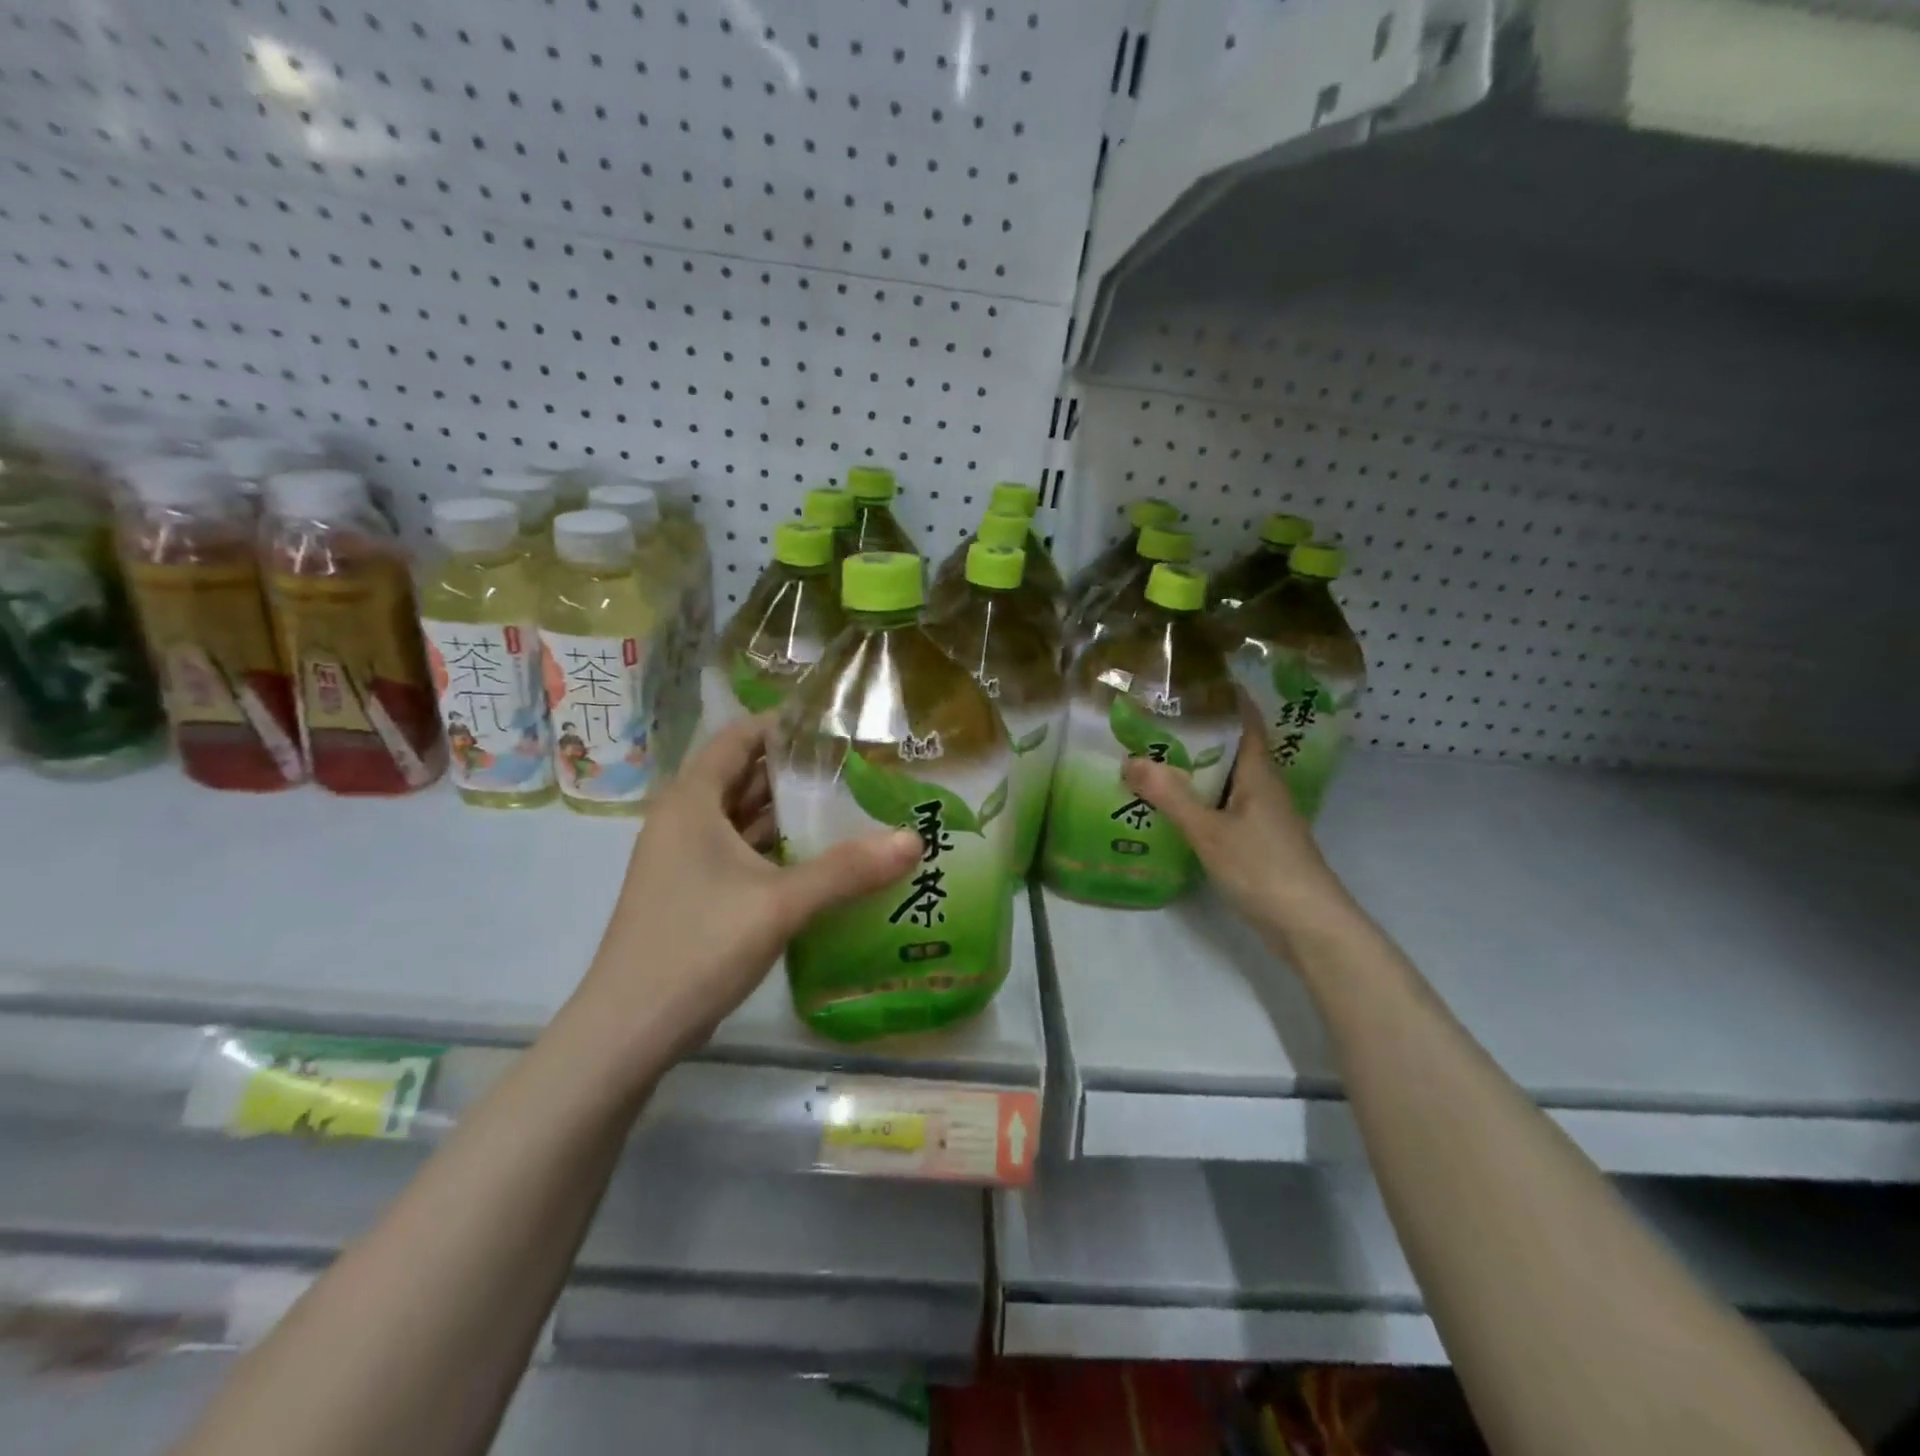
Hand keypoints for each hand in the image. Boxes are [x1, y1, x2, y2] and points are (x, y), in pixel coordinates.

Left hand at [570, 717, 920, 1067]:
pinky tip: (820, 859)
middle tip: (857, 767)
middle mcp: (684, 821)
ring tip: (849, 806)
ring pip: (743, 819)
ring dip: (789, 813)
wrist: (629, 1032)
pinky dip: (777, 849)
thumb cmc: (697, 947)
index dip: (783, 725)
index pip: (738, 738)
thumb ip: (847, 870)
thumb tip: (914, 839)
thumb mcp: (779, 903)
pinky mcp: (694, 894)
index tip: (835, 725)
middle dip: (796, 770)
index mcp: (692, 802)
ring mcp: (686, 860)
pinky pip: (741, 854)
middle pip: (744, 777)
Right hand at [1121, 693, 1357, 951]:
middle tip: (1152, 721)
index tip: (1190, 681)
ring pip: (1226, 780)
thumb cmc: (1264, 869)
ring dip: (1195, 768)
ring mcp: (1262, 817)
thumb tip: (1129, 759)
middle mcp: (1264, 788)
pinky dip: (1199, 800)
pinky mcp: (1257, 842)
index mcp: (1259, 774)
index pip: (1245, 721)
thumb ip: (1171, 796)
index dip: (1223, 698)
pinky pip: (1223, 807)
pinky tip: (1172, 808)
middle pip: (1231, 748)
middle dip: (1196, 732)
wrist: (1309, 927)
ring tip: (1152, 758)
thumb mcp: (1210, 831)